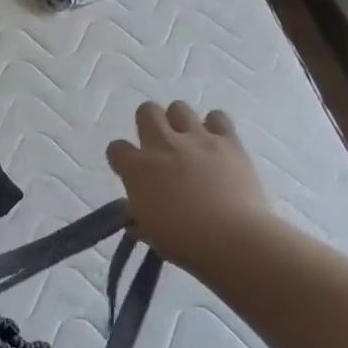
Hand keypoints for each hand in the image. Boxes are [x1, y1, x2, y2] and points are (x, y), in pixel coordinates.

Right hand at [107, 101, 273, 269]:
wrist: (231, 237)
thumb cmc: (182, 240)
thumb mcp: (149, 232)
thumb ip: (139, 218)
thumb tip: (136, 221)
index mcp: (136, 168)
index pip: (116, 148)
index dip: (121, 157)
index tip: (129, 169)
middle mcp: (162, 145)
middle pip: (146, 112)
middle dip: (148, 122)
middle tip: (157, 143)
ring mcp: (196, 139)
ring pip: (179, 107)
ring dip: (179, 120)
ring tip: (187, 139)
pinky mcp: (228, 141)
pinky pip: (218, 117)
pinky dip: (215, 125)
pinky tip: (216, 140)